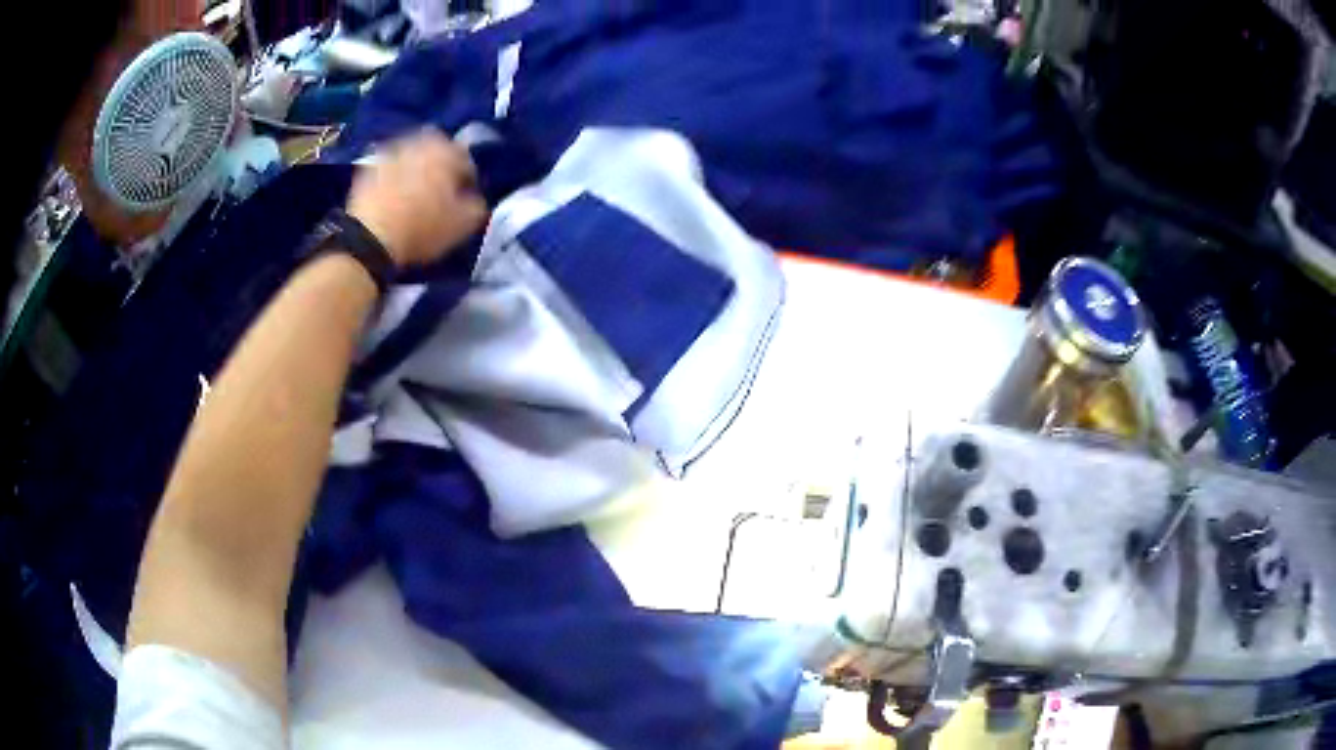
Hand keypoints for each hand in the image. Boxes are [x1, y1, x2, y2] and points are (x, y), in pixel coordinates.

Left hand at [346, 128, 487, 266]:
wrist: (369, 238)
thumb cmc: (422, 227)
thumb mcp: (463, 224)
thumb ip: (478, 206)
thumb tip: (476, 199)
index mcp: (447, 150)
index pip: (467, 161)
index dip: (469, 182)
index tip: (465, 200)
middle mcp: (420, 142)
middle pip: (437, 153)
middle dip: (441, 169)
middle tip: (441, 194)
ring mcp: (391, 152)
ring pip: (412, 158)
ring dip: (417, 171)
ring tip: (416, 196)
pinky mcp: (368, 168)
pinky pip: (390, 169)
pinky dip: (395, 179)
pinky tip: (395, 199)